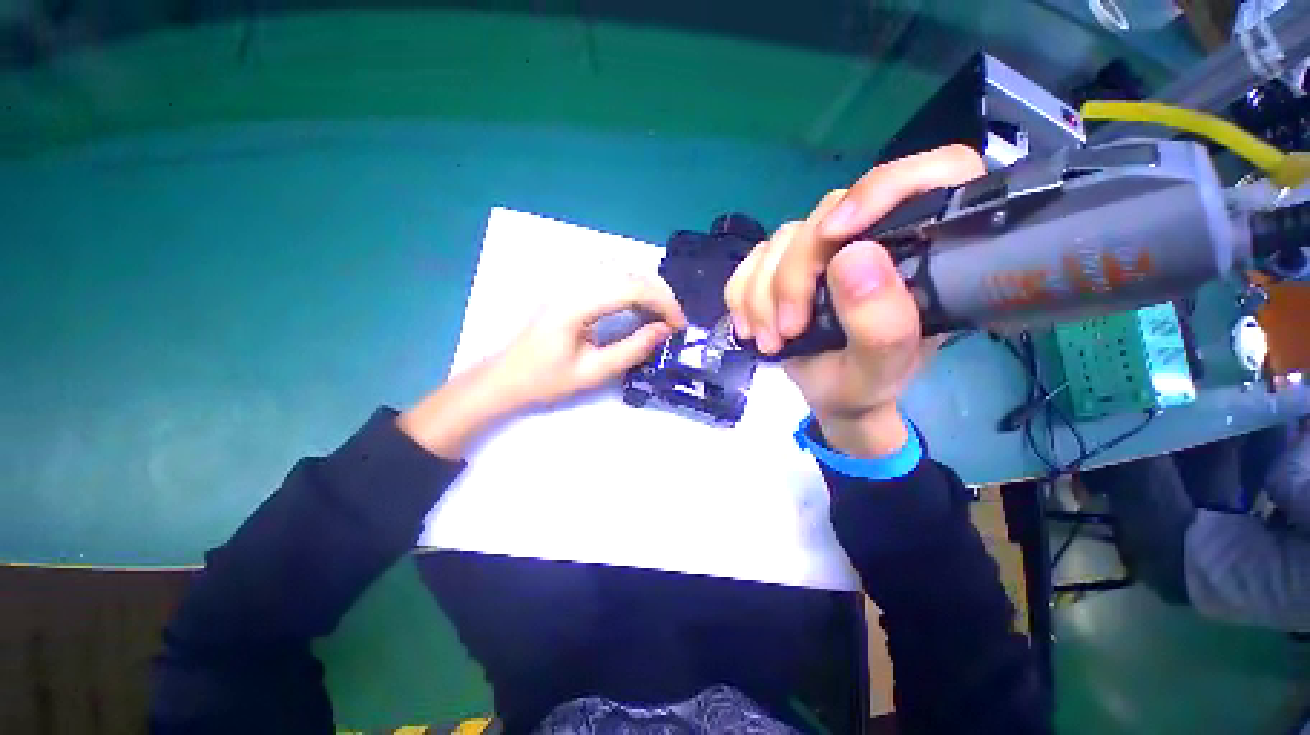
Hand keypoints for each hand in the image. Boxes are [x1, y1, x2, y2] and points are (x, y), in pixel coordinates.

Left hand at [489, 273, 686, 407]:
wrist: (506, 376)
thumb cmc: (545, 379)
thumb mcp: (593, 372)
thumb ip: (632, 350)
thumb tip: (664, 331)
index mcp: (576, 304)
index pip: (631, 288)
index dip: (663, 303)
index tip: (679, 326)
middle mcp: (573, 282)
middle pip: (629, 271)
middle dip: (661, 293)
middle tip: (675, 320)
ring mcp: (569, 280)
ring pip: (621, 268)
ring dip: (649, 287)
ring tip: (662, 313)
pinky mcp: (570, 285)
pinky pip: (610, 274)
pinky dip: (633, 285)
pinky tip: (639, 303)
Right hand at [724, 145, 984, 455]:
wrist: (829, 395)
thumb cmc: (865, 383)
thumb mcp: (880, 368)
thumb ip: (881, 322)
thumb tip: (853, 256)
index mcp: (927, 250)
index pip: (933, 174)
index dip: (883, 187)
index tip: (836, 235)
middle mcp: (875, 235)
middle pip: (827, 214)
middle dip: (794, 276)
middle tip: (788, 330)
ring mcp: (825, 248)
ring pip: (782, 240)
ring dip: (762, 294)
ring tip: (770, 340)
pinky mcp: (787, 262)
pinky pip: (752, 259)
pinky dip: (742, 294)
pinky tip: (750, 327)